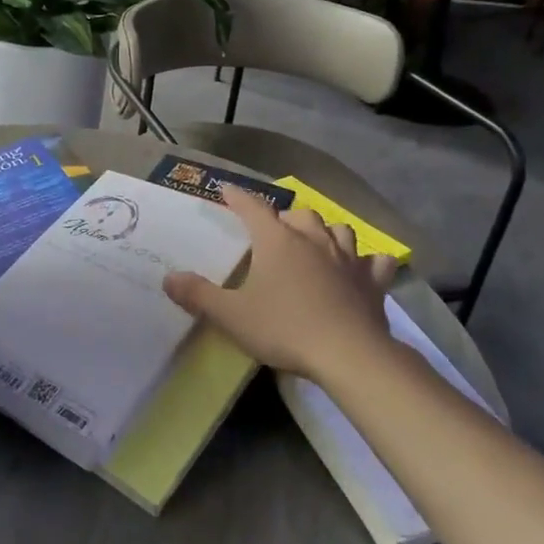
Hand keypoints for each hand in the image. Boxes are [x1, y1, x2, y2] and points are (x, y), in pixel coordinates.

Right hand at [163, 185, 400, 379]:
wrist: (349, 354)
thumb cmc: (284, 328)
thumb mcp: (231, 315)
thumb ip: (198, 295)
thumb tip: (169, 278)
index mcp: (277, 241)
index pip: (253, 208)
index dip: (238, 197)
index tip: (226, 189)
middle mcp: (313, 241)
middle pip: (300, 215)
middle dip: (285, 217)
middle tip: (274, 231)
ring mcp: (348, 260)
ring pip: (339, 230)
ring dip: (326, 232)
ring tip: (317, 243)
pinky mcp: (373, 283)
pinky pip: (375, 262)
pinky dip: (367, 262)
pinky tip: (363, 269)